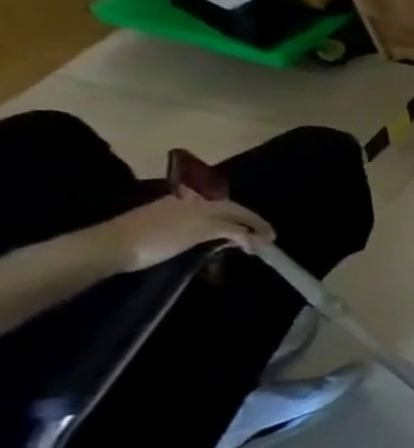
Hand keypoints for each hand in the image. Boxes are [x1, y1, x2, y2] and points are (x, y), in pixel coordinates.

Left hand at [89, 192, 273, 272]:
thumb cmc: (159, 238)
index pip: (241, 210)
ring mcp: (175, 212)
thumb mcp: (202, 231)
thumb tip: (258, 238)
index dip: (259, 224)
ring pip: (214, 219)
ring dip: (230, 231)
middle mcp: (192, 202)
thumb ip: (233, 231)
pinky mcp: (163, 224)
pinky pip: (199, 226)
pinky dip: (213, 234)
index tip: (272, 241)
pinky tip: (213, 243)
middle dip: (247, 227)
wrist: (108, 247)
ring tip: (239, 246)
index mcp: (202, 201)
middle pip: (229, 212)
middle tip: (259, 244)